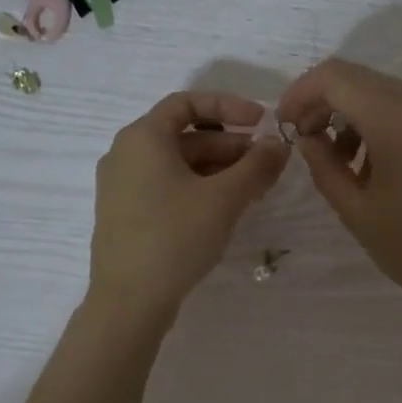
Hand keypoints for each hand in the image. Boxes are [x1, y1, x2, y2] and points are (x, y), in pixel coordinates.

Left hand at [89, 91, 289, 323]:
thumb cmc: (176, 237)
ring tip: (253, 191)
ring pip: (178, 165)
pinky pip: (167, 187)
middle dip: (230, 146)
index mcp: (143, 138)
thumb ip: (256, 166)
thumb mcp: (224, 198)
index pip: (187, 103)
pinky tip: (224, 211)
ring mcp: (121, 187)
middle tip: (266, 165)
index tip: (262, 121)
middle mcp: (126, 154)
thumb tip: (279, 144)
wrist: (129, 300)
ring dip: (218, 171)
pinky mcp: (126, 215)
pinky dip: (198, 189)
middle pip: (185, 136)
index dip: (229, 106)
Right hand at [277, 60, 401, 327]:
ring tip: (346, 161)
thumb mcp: (356, 213)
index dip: (301, 93)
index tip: (287, 125)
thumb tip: (308, 137)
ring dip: (357, 113)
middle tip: (309, 141)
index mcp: (399, 124)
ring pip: (389, 91)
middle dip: (326, 102)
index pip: (336, 78)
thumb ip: (323, 166)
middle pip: (361, 78)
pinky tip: (381, 162)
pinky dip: (387, 122)